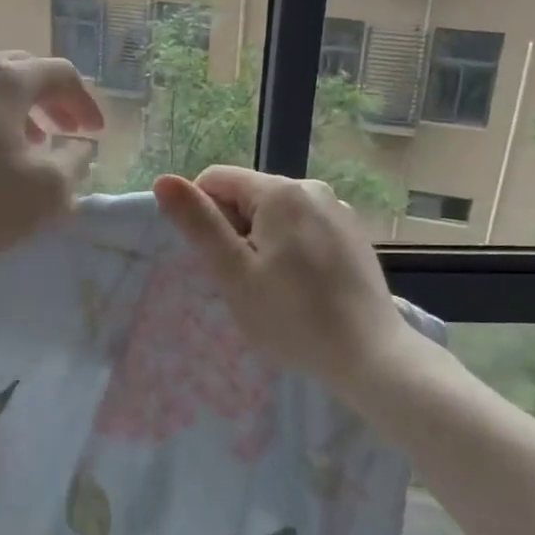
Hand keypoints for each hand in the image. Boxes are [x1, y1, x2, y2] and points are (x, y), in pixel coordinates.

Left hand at [0, 52, 102, 258]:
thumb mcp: (43, 193)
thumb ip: (73, 164)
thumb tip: (78, 146)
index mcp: (7, 81)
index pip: (61, 74)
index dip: (85, 102)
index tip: (95, 134)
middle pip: (22, 71)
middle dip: (50, 100)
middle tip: (63, 131)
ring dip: (15, 112)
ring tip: (23, 146)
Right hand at [153, 166, 410, 385]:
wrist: (371, 355)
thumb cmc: (293, 317)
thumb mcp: (234, 272)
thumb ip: (199, 223)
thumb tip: (163, 180)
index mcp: (280, 191)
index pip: (216, 179)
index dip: (202, 216)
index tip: (215, 259)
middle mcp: (312, 188)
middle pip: (248, 195)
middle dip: (235, 230)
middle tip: (244, 281)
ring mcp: (338, 210)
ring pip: (276, 214)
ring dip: (262, 241)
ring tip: (275, 288)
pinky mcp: (354, 233)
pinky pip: (304, 228)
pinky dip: (291, 249)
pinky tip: (303, 287)